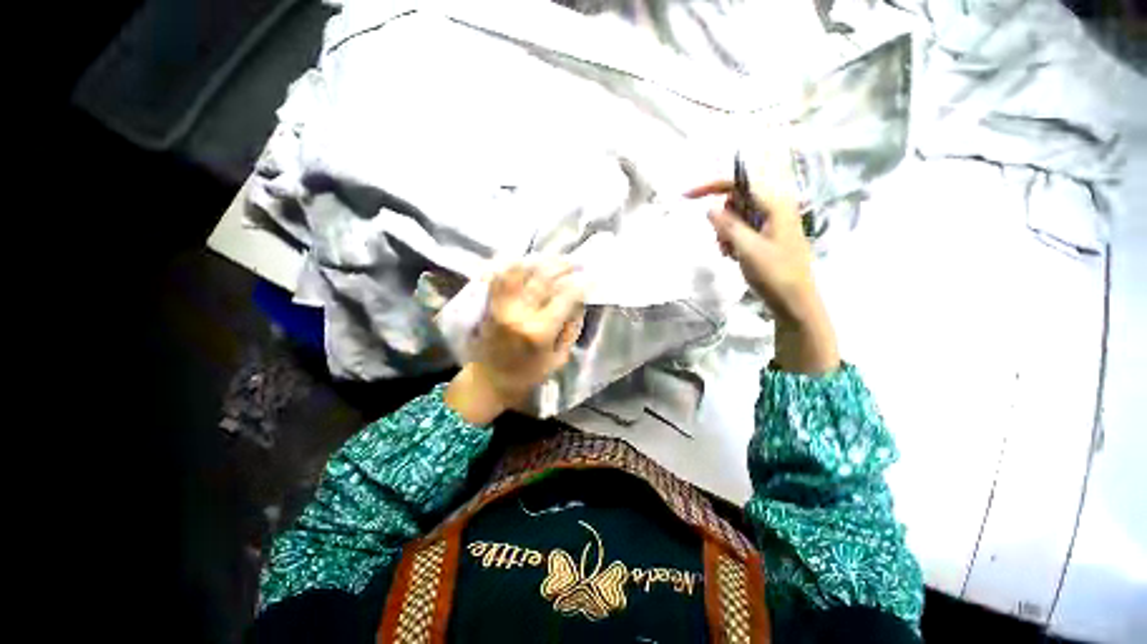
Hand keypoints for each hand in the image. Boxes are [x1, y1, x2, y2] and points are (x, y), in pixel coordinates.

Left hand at [445, 257, 585, 423]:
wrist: (490, 380)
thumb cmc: (529, 374)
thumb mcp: (559, 358)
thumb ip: (571, 328)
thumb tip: (579, 301)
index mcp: (539, 332)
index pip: (565, 297)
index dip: (581, 284)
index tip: (591, 277)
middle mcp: (519, 314)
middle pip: (543, 278)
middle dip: (563, 266)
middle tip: (576, 262)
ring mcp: (501, 306)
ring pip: (520, 271)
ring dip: (540, 261)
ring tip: (555, 259)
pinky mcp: (490, 303)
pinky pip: (500, 276)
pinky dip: (513, 264)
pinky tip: (527, 260)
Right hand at [686, 162, 839, 373]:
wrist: (794, 301)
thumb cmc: (774, 274)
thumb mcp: (747, 249)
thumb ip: (728, 225)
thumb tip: (710, 208)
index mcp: (775, 204)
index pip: (739, 184)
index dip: (711, 186)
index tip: (686, 197)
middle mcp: (775, 207)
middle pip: (737, 200)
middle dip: (722, 218)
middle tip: (722, 242)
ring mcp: (773, 222)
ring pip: (737, 216)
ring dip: (726, 232)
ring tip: (729, 253)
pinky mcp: (769, 235)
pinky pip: (743, 228)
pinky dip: (733, 240)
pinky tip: (734, 255)